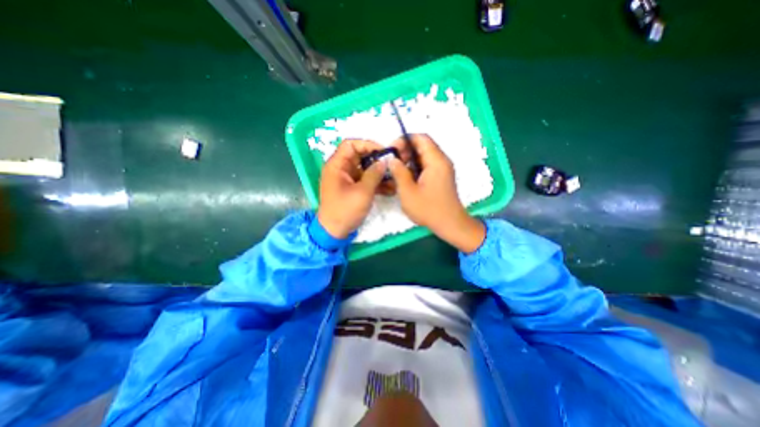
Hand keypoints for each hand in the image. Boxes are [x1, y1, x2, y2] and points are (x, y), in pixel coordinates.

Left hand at [316, 140, 386, 239]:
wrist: (334, 231)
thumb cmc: (345, 210)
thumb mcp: (362, 192)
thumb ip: (374, 174)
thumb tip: (384, 161)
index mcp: (337, 165)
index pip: (351, 144)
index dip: (367, 144)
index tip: (383, 152)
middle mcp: (340, 169)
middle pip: (359, 156)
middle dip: (376, 160)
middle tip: (392, 165)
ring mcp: (346, 179)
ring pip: (364, 169)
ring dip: (378, 173)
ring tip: (393, 179)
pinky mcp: (352, 188)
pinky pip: (364, 180)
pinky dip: (375, 183)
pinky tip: (389, 189)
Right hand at [388, 133, 482, 253]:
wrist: (450, 224)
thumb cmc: (429, 209)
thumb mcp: (408, 192)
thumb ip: (399, 173)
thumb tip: (392, 159)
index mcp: (436, 161)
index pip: (421, 138)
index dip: (404, 140)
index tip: (392, 150)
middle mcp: (442, 161)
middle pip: (423, 145)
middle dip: (405, 150)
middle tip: (393, 163)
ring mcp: (443, 169)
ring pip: (424, 155)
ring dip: (410, 160)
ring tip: (398, 171)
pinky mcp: (442, 176)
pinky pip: (427, 165)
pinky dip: (416, 167)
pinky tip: (407, 178)